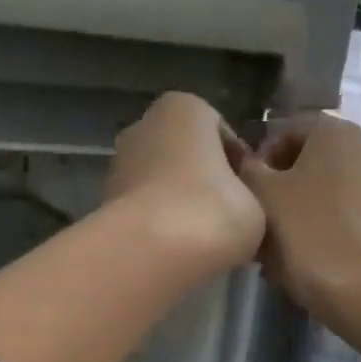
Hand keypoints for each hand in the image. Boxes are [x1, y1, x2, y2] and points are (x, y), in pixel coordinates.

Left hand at [105, 92, 265, 270]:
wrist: (153, 253)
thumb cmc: (214, 211)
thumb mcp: (256, 204)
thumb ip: (249, 197)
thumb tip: (238, 208)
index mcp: (186, 108)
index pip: (222, 135)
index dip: (239, 168)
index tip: (250, 197)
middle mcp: (145, 126)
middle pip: (185, 156)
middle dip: (203, 182)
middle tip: (225, 218)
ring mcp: (118, 164)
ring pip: (161, 183)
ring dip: (179, 204)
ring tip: (201, 239)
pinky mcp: (104, 203)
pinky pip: (144, 210)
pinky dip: (158, 225)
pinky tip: (176, 250)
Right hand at [240, 113, 360, 324]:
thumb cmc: (308, 233)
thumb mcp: (262, 195)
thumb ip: (248, 170)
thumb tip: (247, 164)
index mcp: (335, 129)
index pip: (283, 132)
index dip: (257, 162)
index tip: (244, 194)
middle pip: (305, 163)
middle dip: (278, 189)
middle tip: (256, 223)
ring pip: (322, 192)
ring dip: (295, 212)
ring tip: (275, 247)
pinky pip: (340, 214)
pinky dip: (319, 228)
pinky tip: (302, 257)